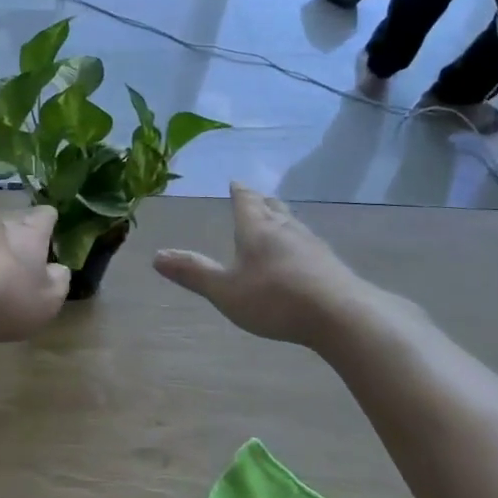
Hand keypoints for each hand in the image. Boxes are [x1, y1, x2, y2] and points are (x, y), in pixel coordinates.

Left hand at [0, 205, 69, 342]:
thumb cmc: (5, 296)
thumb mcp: (47, 302)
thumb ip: (59, 282)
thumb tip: (58, 269)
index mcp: (30, 230)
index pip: (46, 214)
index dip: (52, 224)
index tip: (53, 241)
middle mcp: (0, 223)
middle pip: (16, 221)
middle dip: (22, 237)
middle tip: (27, 260)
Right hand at [153, 184, 400, 350]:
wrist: (342, 315)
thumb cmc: (275, 299)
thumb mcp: (225, 291)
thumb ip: (193, 273)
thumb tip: (156, 255)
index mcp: (256, 229)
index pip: (245, 201)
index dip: (239, 192)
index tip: (235, 182)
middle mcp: (285, 229)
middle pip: (272, 208)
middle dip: (261, 202)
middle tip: (256, 196)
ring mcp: (313, 245)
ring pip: (293, 223)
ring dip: (283, 218)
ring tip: (278, 218)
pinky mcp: (332, 264)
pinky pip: (310, 243)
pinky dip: (300, 241)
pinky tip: (304, 253)